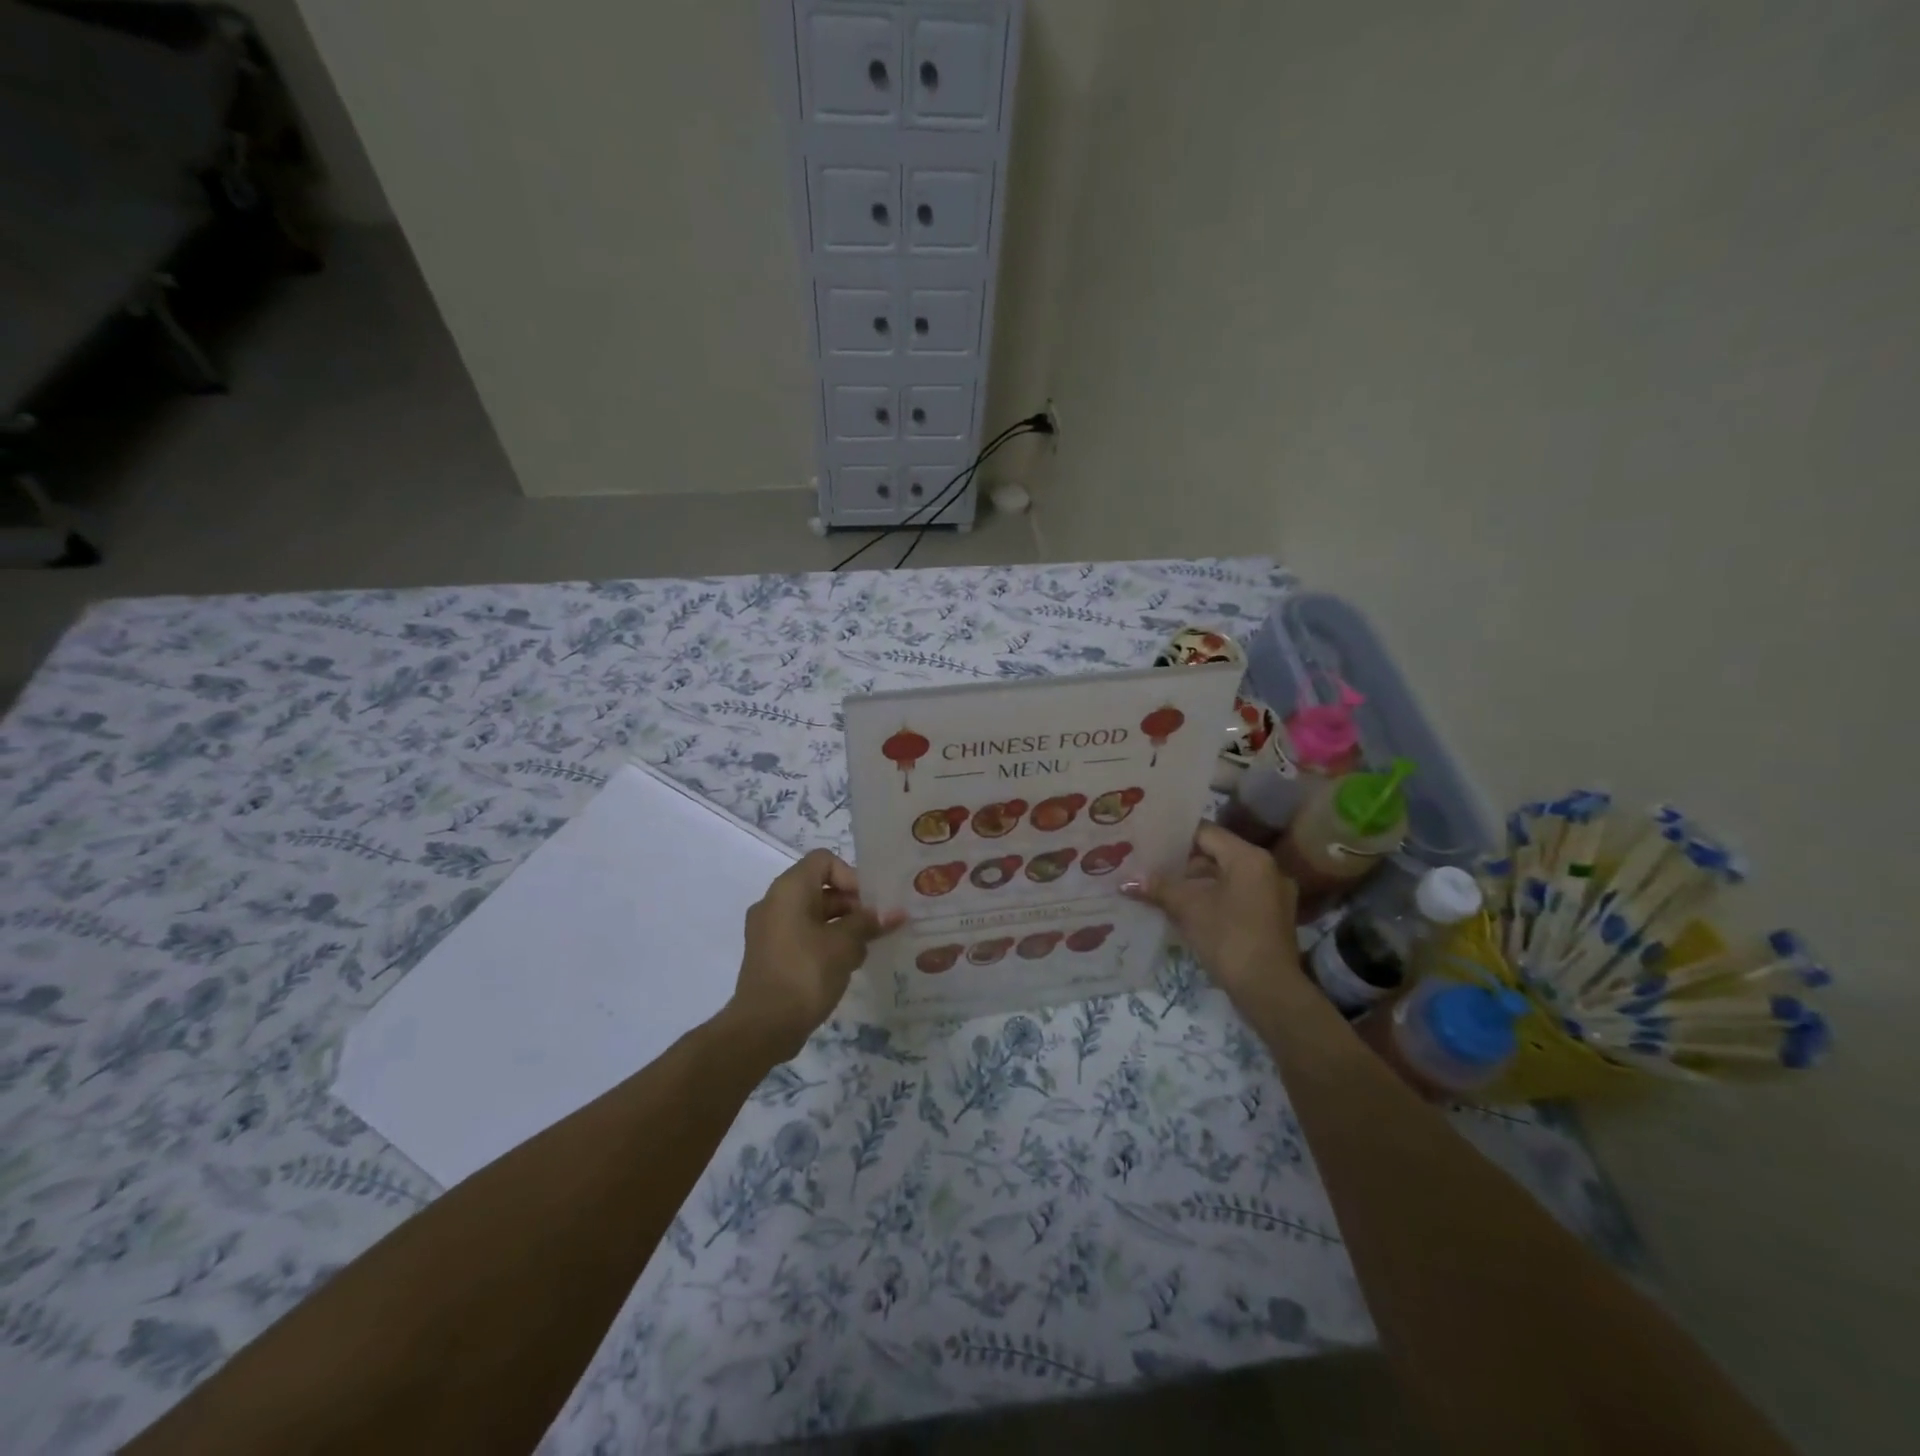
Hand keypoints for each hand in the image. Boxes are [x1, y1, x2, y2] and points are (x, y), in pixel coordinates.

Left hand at [724, 850, 901, 1062]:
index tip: (870, 904)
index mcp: (789, 889)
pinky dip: (825, 942)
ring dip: (842, 926)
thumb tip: (894, 913)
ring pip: (813, 914)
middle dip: (852, 904)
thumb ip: (869, 923)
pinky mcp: (770, 955)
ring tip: (866, 949)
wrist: (763, 1027)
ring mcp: (769, 930)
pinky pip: (803, 935)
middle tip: (877, 926)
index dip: (851, 876)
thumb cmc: (806, 973)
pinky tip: (847, 965)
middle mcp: (775, 902)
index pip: (824, 860)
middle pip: (820, 888)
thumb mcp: (845, 945)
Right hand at [1125, 823, 1303, 1015]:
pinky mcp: (1272, 916)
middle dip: (1183, 862)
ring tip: (1164, 889)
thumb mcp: (1188, 909)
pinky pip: (1237, 895)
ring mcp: (1273, 893)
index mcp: (1249, 857)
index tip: (1149, 842)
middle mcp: (1266, 868)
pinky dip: (1214, 898)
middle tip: (1151, 866)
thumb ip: (1159, 888)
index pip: (1206, 832)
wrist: (1269, 990)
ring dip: (1197, 883)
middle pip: (1217, 854)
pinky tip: (1188, 910)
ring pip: (1226, 876)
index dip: (1175, 836)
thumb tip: (1127, 881)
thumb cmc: (1229, 938)